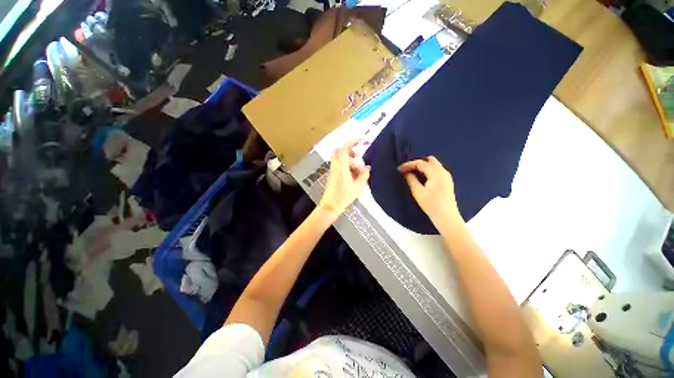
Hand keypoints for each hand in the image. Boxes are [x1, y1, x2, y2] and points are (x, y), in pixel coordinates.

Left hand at [320, 140, 370, 218]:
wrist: (331, 205)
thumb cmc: (344, 196)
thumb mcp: (358, 186)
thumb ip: (364, 175)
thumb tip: (367, 167)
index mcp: (342, 166)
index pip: (345, 148)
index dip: (353, 142)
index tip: (362, 140)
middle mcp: (336, 166)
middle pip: (342, 152)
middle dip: (351, 152)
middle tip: (359, 158)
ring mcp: (333, 170)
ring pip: (341, 159)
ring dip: (350, 161)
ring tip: (358, 172)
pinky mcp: (333, 174)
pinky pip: (340, 165)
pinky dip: (347, 167)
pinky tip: (353, 177)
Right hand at [398, 156, 461, 227]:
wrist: (446, 217)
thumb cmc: (431, 205)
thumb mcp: (418, 192)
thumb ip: (411, 180)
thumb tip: (406, 172)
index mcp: (436, 173)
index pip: (420, 163)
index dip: (408, 164)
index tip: (399, 169)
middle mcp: (443, 172)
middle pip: (429, 160)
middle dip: (417, 163)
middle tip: (407, 170)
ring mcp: (447, 176)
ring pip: (434, 164)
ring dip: (423, 166)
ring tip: (413, 173)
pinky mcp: (447, 182)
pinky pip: (437, 170)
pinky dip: (428, 170)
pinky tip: (422, 178)